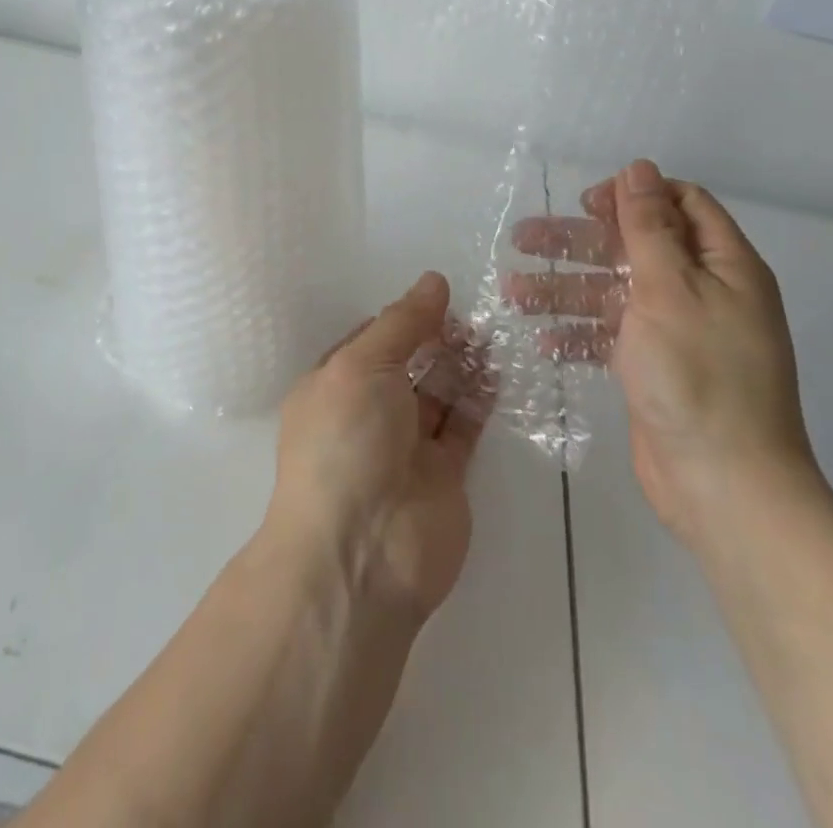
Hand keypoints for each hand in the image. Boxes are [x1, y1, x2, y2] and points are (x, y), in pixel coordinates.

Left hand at [263, 272, 488, 624]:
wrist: (363, 552)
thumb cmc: (347, 442)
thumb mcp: (363, 364)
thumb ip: (403, 322)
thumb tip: (433, 280)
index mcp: (334, 385)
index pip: (371, 339)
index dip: (404, 316)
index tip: (441, 294)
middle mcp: (368, 412)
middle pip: (408, 363)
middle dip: (437, 338)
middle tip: (474, 313)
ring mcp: (406, 445)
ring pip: (438, 392)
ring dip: (462, 363)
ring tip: (492, 332)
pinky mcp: (443, 474)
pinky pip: (464, 425)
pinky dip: (480, 398)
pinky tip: (498, 369)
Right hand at [509, 159, 820, 543]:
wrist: (725, 487)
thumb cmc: (699, 375)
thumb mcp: (670, 288)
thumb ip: (648, 227)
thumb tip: (637, 168)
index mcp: (724, 265)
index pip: (680, 204)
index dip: (633, 195)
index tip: (586, 203)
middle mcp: (703, 291)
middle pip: (634, 247)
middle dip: (579, 242)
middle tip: (523, 239)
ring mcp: (677, 332)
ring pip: (614, 292)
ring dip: (566, 289)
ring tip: (512, 292)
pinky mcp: (654, 368)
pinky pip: (612, 336)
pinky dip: (580, 333)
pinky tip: (543, 339)